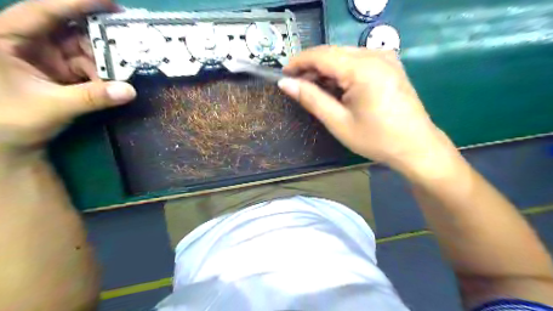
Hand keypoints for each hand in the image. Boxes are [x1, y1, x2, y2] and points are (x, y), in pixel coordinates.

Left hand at [0, 0, 135, 156]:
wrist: (9, 143)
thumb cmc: (12, 121)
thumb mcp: (52, 107)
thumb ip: (92, 97)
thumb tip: (131, 91)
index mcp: (5, 37)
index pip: (44, 10)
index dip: (78, 2)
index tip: (112, 3)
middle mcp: (27, 40)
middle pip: (70, 28)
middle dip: (101, 38)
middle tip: (130, 43)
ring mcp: (45, 55)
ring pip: (83, 48)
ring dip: (105, 60)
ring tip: (124, 70)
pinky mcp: (60, 69)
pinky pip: (88, 65)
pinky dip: (103, 73)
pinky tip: (112, 83)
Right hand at [279, 45, 445, 168]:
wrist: (415, 146)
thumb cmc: (376, 139)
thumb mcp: (338, 122)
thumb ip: (311, 99)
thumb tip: (285, 84)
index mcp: (363, 69)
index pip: (321, 55)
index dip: (298, 62)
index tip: (283, 75)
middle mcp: (375, 55)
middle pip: (332, 53)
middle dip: (311, 68)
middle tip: (296, 86)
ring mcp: (385, 58)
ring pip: (343, 56)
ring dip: (325, 71)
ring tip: (313, 90)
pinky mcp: (389, 65)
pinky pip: (356, 61)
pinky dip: (341, 72)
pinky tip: (335, 88)